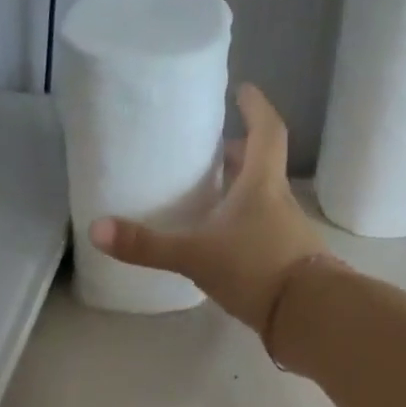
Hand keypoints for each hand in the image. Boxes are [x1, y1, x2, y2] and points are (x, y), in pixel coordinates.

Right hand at [88, 85, 328, 337]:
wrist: (309, 315)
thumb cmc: (256, 268)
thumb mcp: (196, 256)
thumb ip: (149, 246)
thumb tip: (96, 230)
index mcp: (262, 184)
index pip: (266, 130)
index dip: (255, 107)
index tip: (242, 90)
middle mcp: (279, 202)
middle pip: (261, 167)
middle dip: (237, 155)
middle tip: (210, 152)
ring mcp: (288, 234)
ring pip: (263, 202)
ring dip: (239, 195)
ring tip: (209, 200)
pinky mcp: (288, 264)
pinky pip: (264, 235)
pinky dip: (245, 230)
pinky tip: (223, 247)